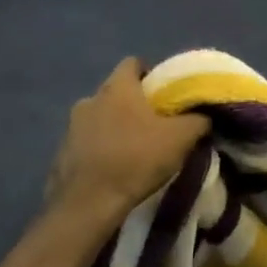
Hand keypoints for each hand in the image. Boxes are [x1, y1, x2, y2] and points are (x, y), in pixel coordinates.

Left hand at [47, 58, 208, 230]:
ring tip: (135, 149)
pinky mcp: (62, 153)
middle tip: (156, 124)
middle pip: (116, 92)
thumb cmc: (137, 158)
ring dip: (116, 127)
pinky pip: (87, 143)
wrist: (89, 203)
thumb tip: (204, 115)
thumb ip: (198, 119)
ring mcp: (71, 127)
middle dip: (135, 104)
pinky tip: (115, 168)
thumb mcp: (182, 137)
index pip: (132, 63)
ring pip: (100, 117)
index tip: (166, 93)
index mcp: (117, 88)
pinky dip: (101, 149)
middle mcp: (90, 99)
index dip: (151, 74)